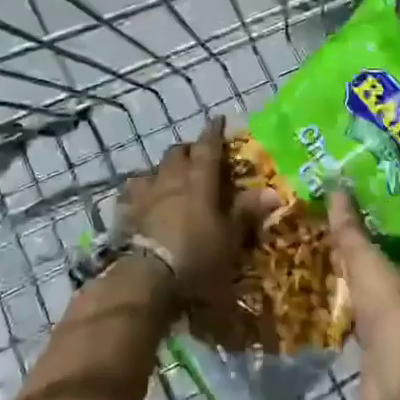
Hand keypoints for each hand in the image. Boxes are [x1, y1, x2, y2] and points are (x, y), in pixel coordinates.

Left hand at [118, 118, 275, 311]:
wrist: (148, 280)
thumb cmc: (197, 257)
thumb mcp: (230, 238)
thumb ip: (246, 211)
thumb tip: (273, 191)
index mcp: (199, 180)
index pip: (208, 147)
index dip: (213, 132)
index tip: (217, 119)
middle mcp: (170, 179)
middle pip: (177, 153)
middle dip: (188, 150)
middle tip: (198, 156)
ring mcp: (145, 195)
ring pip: (152, 169)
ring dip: (163, 169)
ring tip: (169, 177)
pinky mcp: (126, 214)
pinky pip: (131, 193)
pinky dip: (139, 191)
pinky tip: (140, 198)